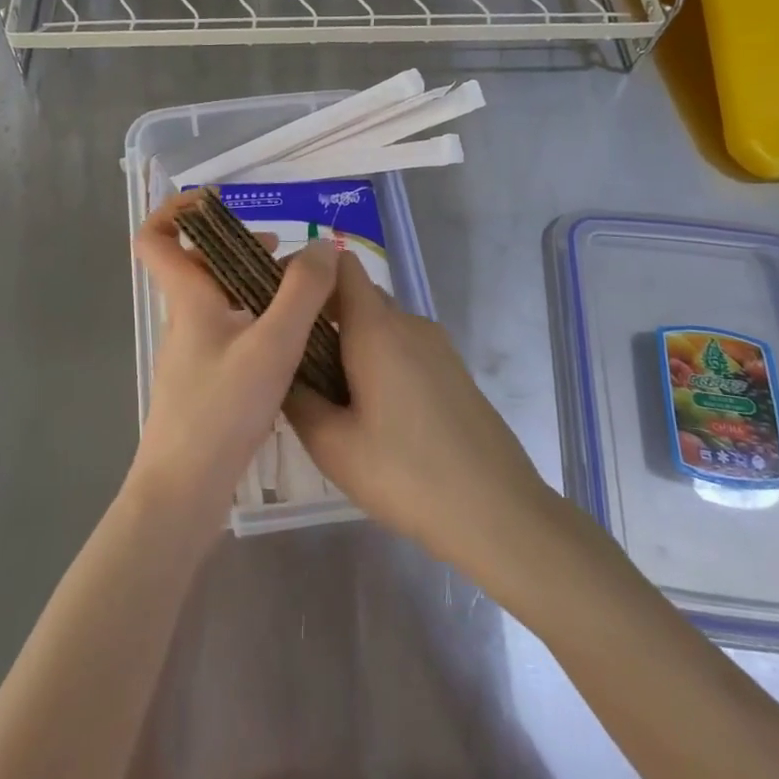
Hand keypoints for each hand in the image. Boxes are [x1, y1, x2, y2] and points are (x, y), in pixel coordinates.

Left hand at [131, 195, 338, 533]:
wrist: (184, 491)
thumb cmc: (222, 410)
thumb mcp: (273, 344)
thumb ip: (302, 292)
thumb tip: (323, 246)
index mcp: (187, 299)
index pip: (155, 238)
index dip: (175, 210)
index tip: (217, 202)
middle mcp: (183, 320)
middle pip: (196, 265)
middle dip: (235, 246)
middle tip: (280, 251)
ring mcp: (191, 353)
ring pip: (216, 300)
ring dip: (250, 284)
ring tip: (297, 292)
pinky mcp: (204, 382)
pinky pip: (227, 331)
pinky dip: (254, 319)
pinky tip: (290, 341)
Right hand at [286, 252, 557, 577]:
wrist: (499, 512)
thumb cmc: (406, 474)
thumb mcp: (332, 445)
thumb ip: (296, 398)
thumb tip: (279, 371)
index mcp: (376, 328)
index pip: (339, 265)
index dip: (307, 273)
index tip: (279, 304)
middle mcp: (408, 323)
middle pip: (358, 294)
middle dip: (322, 315)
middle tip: (293, 359)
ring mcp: (436, 345)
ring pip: (381, 323)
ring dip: (350, 342)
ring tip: (327, 390)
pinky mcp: (452, 369)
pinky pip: (403, 345)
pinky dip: (378, 359)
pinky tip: (370, 410)